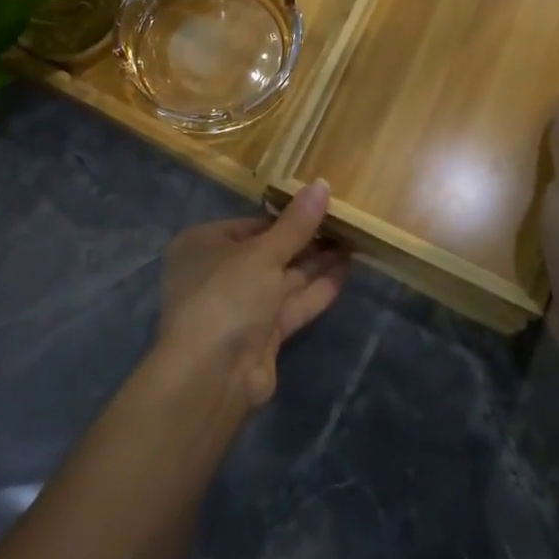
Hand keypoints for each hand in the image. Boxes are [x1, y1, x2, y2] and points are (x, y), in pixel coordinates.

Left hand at [156, 181, 349, 407]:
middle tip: (345, 224)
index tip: (321, 206)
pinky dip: (317, 289)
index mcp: (204, 244)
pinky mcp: (261, 334)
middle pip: (269, 251)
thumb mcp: (263, 253)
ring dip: (316, 263)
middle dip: (306, 240)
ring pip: (283, 278)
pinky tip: (346, 270)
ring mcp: (240, 306)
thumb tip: (322, 183)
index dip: (287, 217)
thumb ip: (296, 224)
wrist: (212, 375)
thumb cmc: (227, 296)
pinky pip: (291, 304)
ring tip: (353, 242)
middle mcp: (219, 272)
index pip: (251, 224)